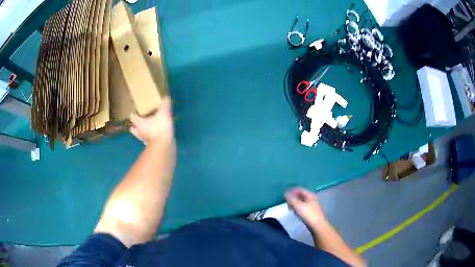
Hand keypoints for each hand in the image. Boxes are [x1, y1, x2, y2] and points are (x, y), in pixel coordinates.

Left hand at [130, 97, 173, 143]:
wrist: (164, 146)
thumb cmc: (160, 128)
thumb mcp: (164, 113)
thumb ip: (164, 105)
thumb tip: (166, 96)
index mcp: (139, 122)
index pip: (132, 117)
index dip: (133, 114)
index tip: (135, 111)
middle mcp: (139, 131)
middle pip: (133, 128)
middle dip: (134, 125)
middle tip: (138, 121)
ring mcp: (143, 140)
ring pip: (139, 135)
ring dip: (141, 132)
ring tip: (145, 129)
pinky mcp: (150, 146)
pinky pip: (147, 141)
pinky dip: (149, 138)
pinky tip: (153, 136)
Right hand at [285, 188, 326, 228]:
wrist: (317, 225)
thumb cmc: (308, 214)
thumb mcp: (298, 206)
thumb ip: (291, 199)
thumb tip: (285, 194)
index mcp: (310, 195)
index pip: (300, 189)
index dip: (292, 191)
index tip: (285, 195)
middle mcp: (312, 198)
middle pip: (301, 195)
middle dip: (293, 197)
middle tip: (287, 202)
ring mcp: (312, 205)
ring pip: (302, 201)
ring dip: (295, 203)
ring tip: (290, 207)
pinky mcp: (311, 212)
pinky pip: (303, 207)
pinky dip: (298, 207)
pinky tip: (295, 212)